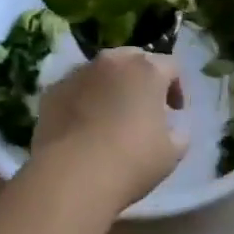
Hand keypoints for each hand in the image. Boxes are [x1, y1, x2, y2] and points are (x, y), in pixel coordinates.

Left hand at [30, 49, 188, 212]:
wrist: (73, 174)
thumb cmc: (132, 161)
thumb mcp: (172, 152)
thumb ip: (179, 131)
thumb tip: (173, 125)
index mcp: (146, 70)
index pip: (171, 65)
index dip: (176, 87)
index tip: (175, 111)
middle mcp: (111, 60)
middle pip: (133, 59)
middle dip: (142, 79)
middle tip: (144, 108)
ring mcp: (78, 72)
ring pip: (101, 71)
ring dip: (110, 86)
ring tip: (110, 117)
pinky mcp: (53, 89)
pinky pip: (75, 88)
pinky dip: (83, 99)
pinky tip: (83, 127)